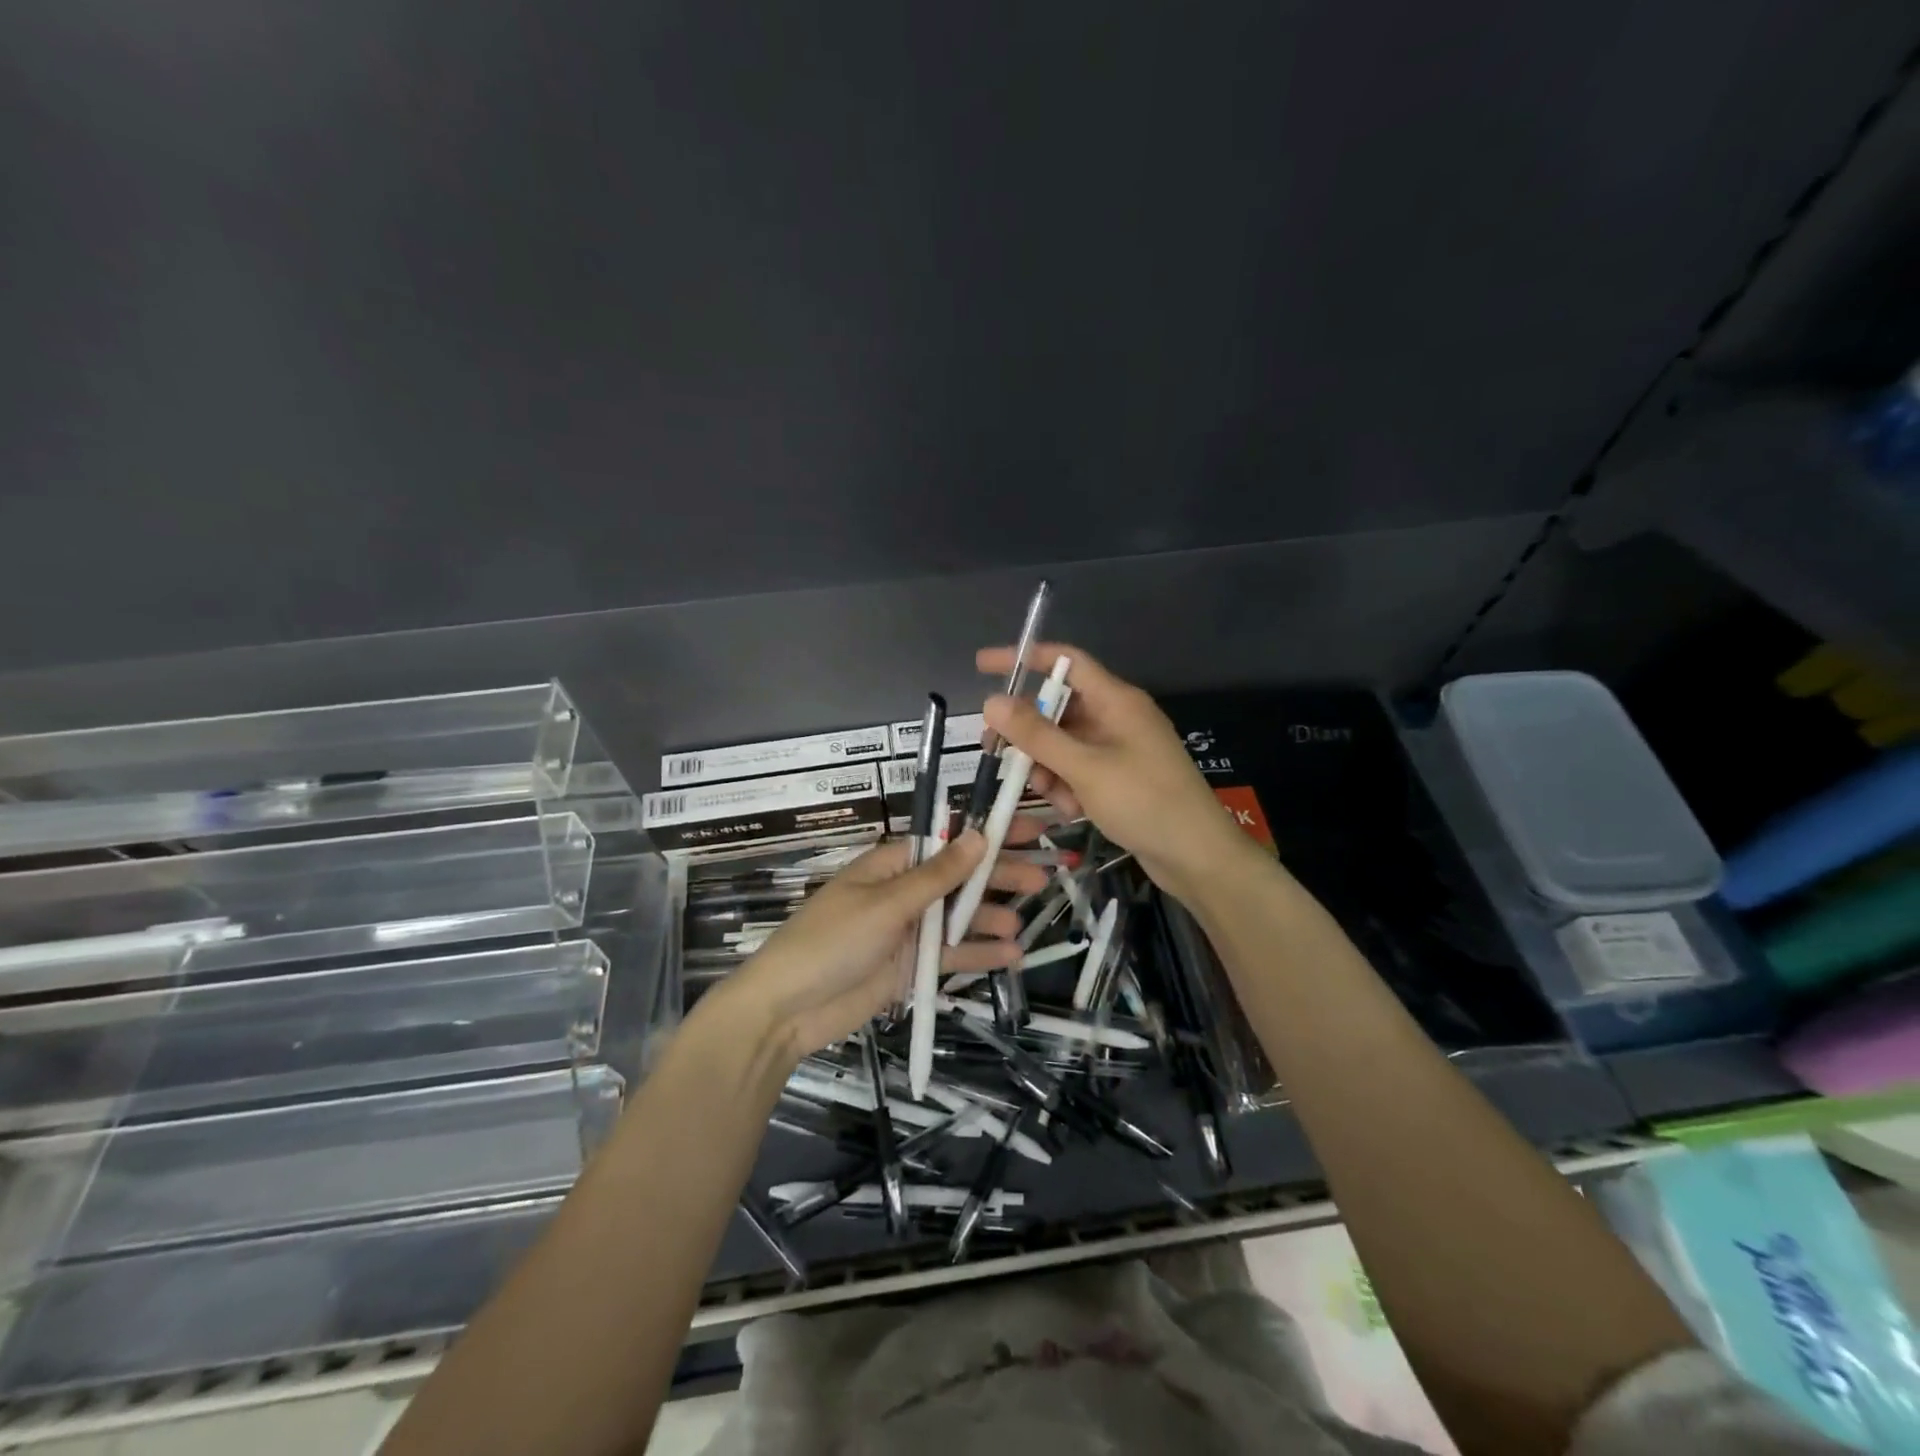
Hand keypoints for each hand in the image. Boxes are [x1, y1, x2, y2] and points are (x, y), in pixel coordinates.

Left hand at [724, 827, 1048, 1060]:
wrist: (787, 1010)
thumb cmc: (831, 942)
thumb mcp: (886, 904)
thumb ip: (937, 876)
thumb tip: (978, 835)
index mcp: (893, 864)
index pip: (949, 841)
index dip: (989, 834)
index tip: (1030, 828)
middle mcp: (905, 892)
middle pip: (961, 879)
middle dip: (999, 876)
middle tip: (1044, 877)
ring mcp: (910, 932)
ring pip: (960, 918)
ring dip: (992, 917)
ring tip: (1025, 921)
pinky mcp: (911, 968)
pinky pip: (952, 956)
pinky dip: (980, 954)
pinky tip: (1011, 955)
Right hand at [977, 641, 1252, 901]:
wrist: (1197, 856)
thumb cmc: (1145, 802)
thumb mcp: (1085, 768)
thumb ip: (1037, 735)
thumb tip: (991, 701)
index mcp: (1116, 701)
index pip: (1065, 662)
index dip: (1024, 658)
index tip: (983, 665)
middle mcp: (1117, 718)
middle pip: (1058, 709)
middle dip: (1028, 732)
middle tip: (996, 751)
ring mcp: (1119, 750)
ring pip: (1064, 744)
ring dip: (1047, 766)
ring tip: (1049, 795)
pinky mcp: (1119, 779)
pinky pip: (1079, 770)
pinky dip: (1067, 785)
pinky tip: (1072, 811)